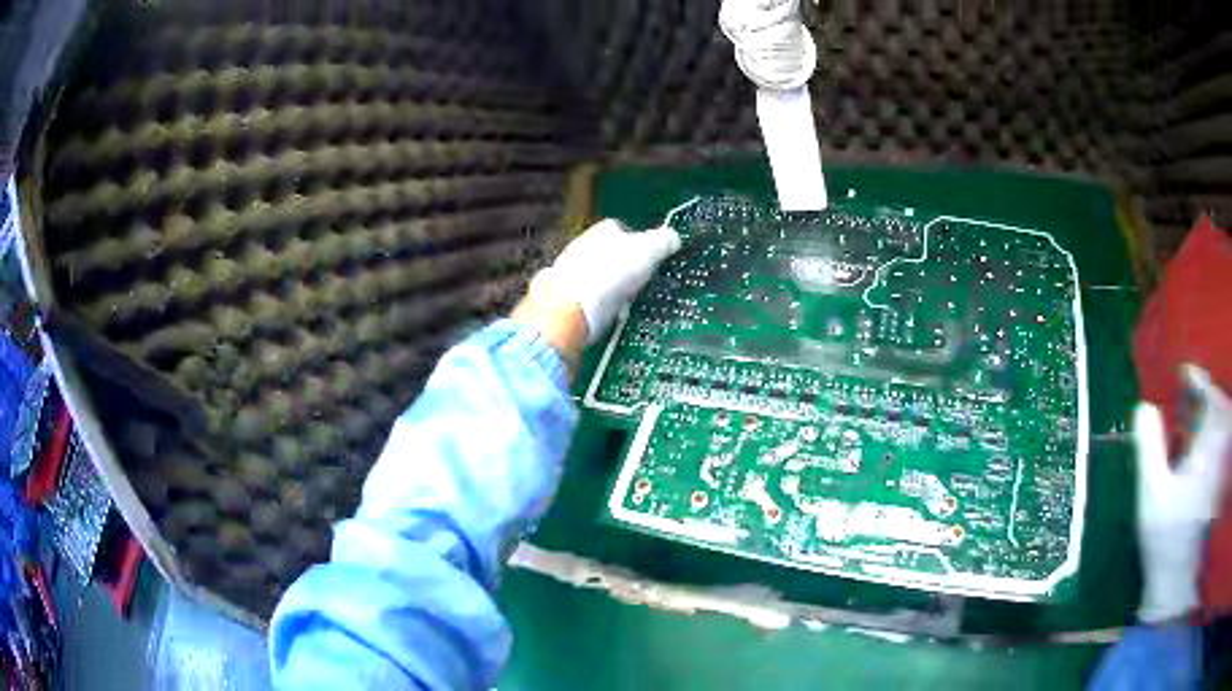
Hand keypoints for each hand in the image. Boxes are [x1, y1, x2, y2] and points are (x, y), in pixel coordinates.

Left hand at [530, 219, 680, 344]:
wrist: (570, 309)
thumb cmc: (608, 275)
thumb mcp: (647, 251)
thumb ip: (663, 241)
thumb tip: (673, 238)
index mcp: (603, 230)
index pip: (624, 229)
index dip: (640, 242)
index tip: (652, 256)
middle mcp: (583, 245)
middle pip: (610, 252)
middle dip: (625, 265)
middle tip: (643, 280)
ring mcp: (572, 272)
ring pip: (599, 274)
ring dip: (612, 285)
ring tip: (630, 299)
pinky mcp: (567, 297)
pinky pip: (590, 297)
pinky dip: (601, 303)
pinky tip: (611, 312)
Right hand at [1133, 365, 1231, 622]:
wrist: (1174, 590)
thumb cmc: (1164, 544)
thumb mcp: (1152, 498)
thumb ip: (1150, 449)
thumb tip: (1144, 407)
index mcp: (1208, 448)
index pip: (1210, 397)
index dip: (1198, 382)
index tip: (1184, 373)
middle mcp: (1219, 452)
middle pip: (1217, 410)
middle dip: (1203, 398)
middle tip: (1186, 394)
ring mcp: (1219, 471)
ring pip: (1219, 430)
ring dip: (1207, 418)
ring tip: (1191, 418)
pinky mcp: (1216, 488)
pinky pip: (1217, 451)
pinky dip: (1208, 442)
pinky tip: (1196, 450)